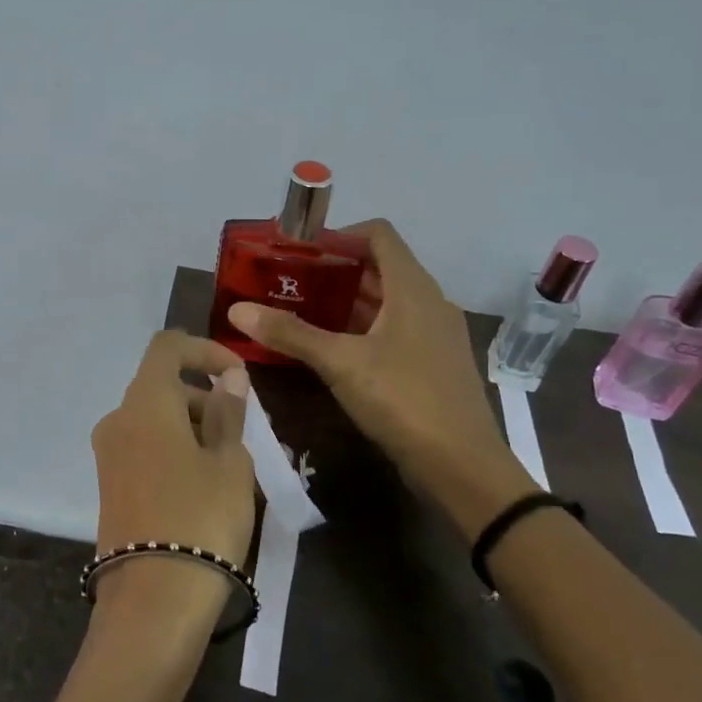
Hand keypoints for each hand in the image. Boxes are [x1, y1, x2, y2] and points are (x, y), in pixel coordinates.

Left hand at [89, 332, 255, 613]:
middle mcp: (118, 418)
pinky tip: (208, 483)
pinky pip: (146, 447)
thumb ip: (227, 412)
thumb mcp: (229, 463)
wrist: (153, 601)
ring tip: (235, 464)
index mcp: (145, 401)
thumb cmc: (201, 518)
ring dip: (194, 427)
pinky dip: (176, 449)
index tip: (239, 377)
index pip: (168, 346)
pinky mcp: (110, 484)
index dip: (205, 350)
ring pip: (156, 419)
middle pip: (162, 386)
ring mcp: (109, 454)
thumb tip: (227, 377)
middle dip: (205, 397)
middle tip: (246, 431)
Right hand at [227, 219, 527, 532]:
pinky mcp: (434, 361)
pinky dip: (363, 327)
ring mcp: (436, 333)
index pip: (378, 234)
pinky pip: (395, 327)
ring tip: (302, 312)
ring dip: (347, 301)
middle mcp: (429, 300)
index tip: (300, 251)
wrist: (463, 467)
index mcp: (412, 288)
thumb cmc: (404, 400)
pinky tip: (334, 349)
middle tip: (290, 282)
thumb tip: (237, 311)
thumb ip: (290, 333)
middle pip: (380, 266)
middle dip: (334, 270)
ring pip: (387, 300)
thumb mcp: (340, 364)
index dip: (339, 234)